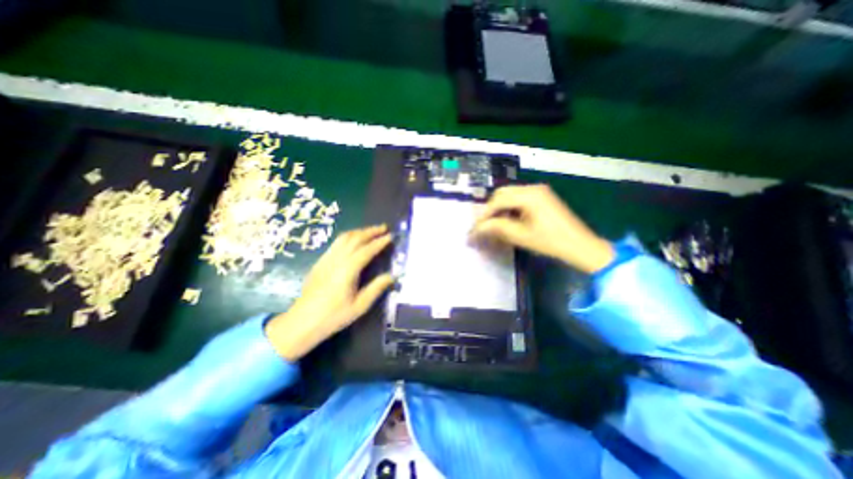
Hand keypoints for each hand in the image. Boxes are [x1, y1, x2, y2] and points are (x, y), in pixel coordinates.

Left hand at [265, 226, 394, 360]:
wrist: (302, 322)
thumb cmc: (333, 316)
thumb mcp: (360, 306)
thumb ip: (376, 288)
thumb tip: (392, 275)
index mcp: (348, 270)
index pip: (367, 250)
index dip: (380, 242)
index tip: (391, 236)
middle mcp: (337, 259)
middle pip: (355, 238)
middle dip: (371, 231)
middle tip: (384, 227)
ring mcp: (326, 259)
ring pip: (344, 238)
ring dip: (359, 231)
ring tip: (372, 231)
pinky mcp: (320, 261)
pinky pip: (336, 243)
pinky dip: (349, 237)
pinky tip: (354, 240)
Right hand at [470, 183, 616, 272]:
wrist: (580, 246)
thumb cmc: (551, 242)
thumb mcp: (520, 236)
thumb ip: (496, 229)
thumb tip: (475, 230)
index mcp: (529, 195)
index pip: (498, 201)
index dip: (483, 215)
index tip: (474, 229)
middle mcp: (532, 188)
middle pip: (501, 194)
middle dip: (489, 211)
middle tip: (481, 227)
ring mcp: (538, 192)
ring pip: (508, 196)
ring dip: (498, 210)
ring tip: (492, 226)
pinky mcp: (541, 198)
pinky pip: (517, 200)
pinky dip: (508, 210)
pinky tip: (506, 222)